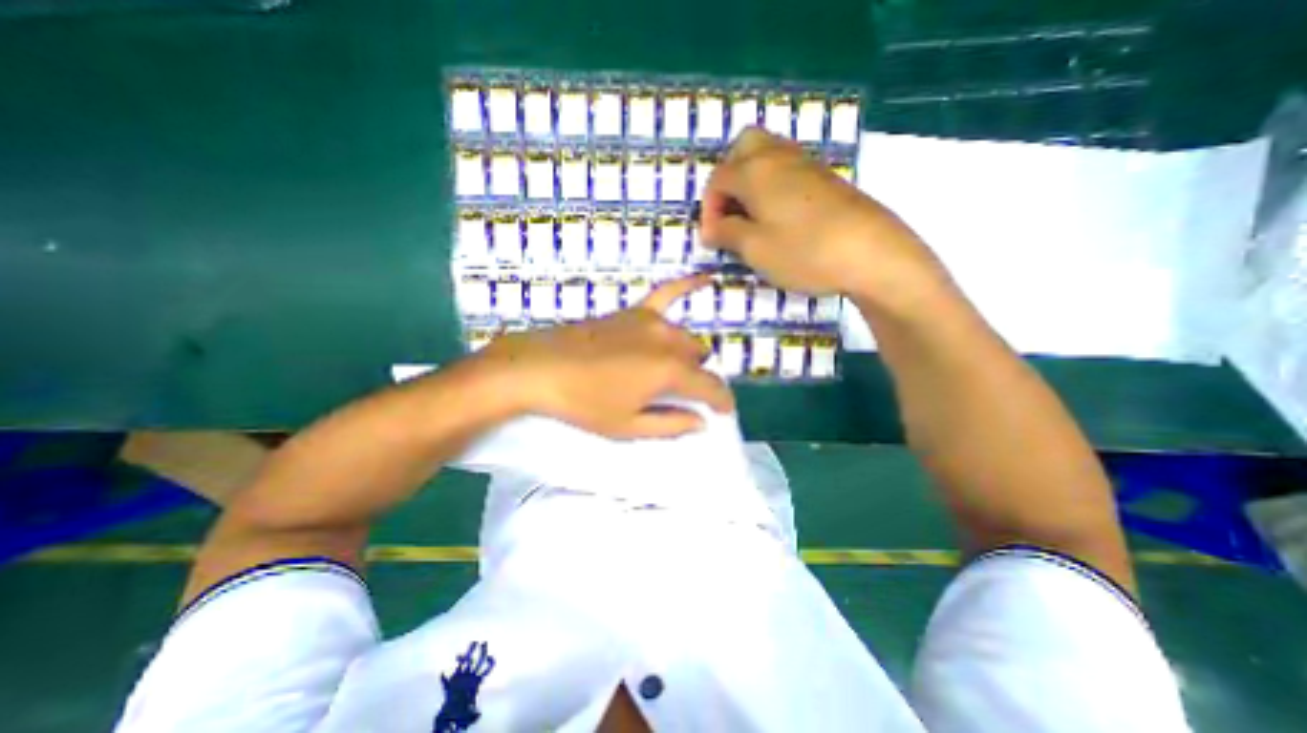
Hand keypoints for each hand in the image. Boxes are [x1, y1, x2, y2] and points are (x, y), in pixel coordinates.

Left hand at [475, 277, 734, 439]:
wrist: (541, 368)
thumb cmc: (584, 403)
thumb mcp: (628, 426)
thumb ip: (671, 424)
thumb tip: (702, 422)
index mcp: (669, 371)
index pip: (711, 386)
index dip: (722, 401)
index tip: (725, 412)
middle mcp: (668, 341)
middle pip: (698, 359)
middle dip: (697, 378)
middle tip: (681, 396)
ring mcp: (651, 321)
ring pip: (685, 337)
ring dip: (687, 355)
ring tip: (671, 371)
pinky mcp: (633, 312)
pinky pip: (667, 292)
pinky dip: (689, 286)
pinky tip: (707, 279)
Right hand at [705, 127, 952, 308]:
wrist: (871, 253)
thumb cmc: (804, 252)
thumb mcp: (755, 249)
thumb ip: (727, 233)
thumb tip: (713, 228)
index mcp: (756, 171)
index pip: (718, 179)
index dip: (708, 209)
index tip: (712, 239)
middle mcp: (779, 157)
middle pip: (743, 146)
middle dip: (728, 177)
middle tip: (729, 211)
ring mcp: (807, 164)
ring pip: (768, 153)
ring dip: (750, 180)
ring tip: (751, 216)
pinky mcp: (826, 178)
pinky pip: (788, 168)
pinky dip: (772, 185)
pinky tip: (778, 216)